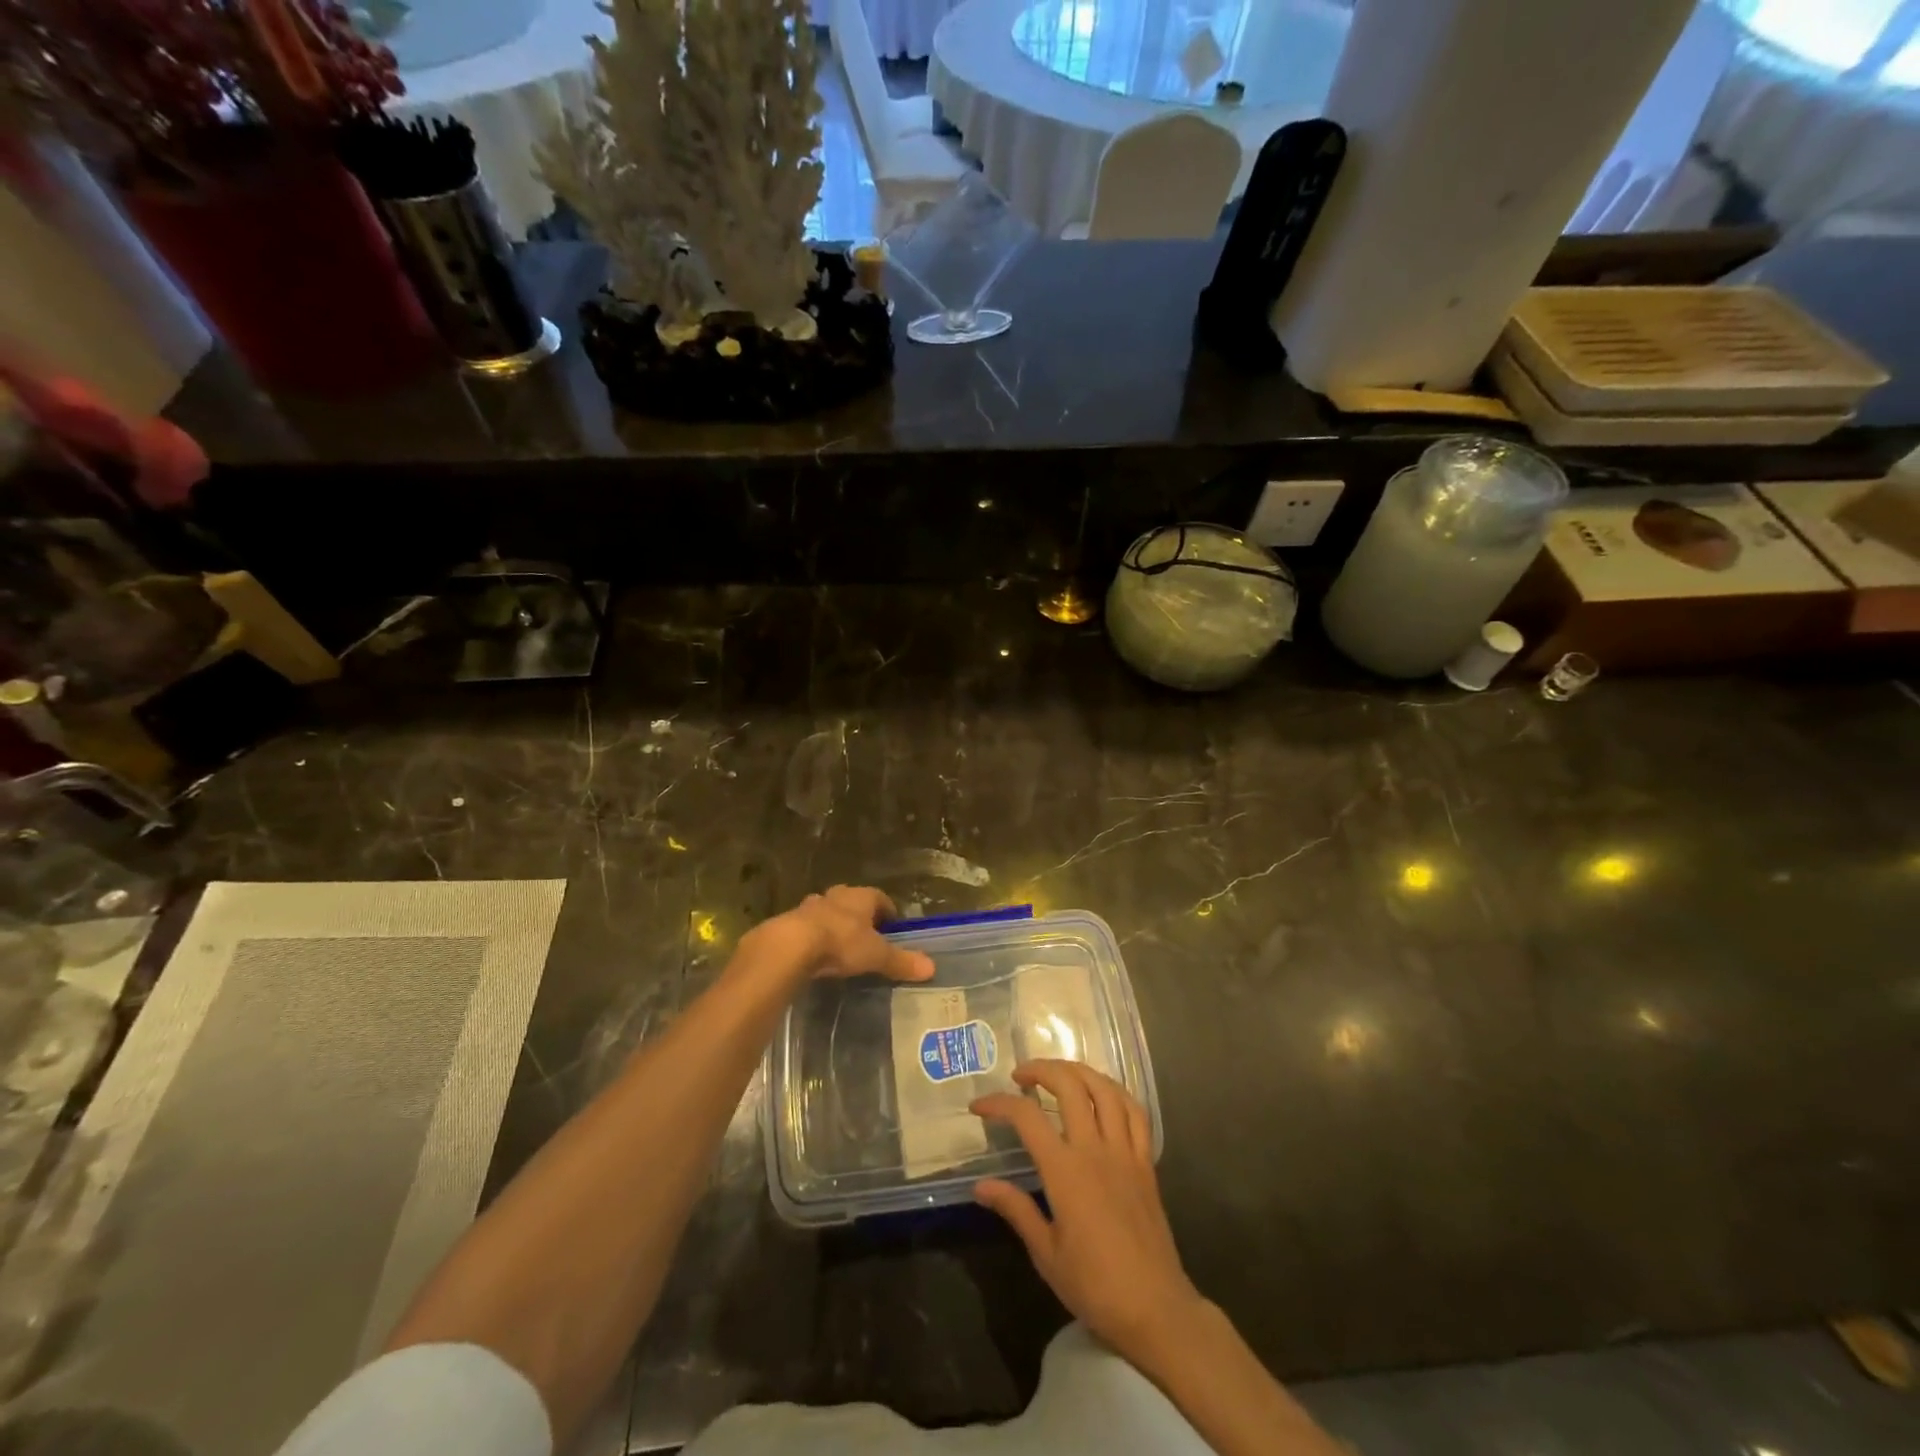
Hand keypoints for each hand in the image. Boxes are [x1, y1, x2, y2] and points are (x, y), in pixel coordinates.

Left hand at [743, 885, 934, 984]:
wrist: (791, 945)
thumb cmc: (841, 942)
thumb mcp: (876, 955)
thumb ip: (901, 961)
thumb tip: (931, 967)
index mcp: (861, 897)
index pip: (880, 898)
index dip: (887, 912)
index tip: (891, 928)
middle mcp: (836, 896)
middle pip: (851, 902)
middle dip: (858, 916)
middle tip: (865, 937)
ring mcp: (810, 906)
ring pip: (827, 911)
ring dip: (833, 924)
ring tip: (839, 946)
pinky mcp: (789, 922)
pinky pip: (806, 927)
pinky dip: (812, 937)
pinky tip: (814, 955)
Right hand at [971, 1060, 1205, 1369]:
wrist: (1155, 1310)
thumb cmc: (1094, 1286)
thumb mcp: (1045, 1253)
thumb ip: (1015, 1209)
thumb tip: (980, 1185)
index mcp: (1065, 1171)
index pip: (1026, 1117)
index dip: (999, 1104)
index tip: (979, 1106)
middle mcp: (1095, 1150)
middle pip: (1069, 1086)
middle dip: (1041, 1070)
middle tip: (1020, 1075)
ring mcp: (1125, 1152)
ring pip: (1104, 1089)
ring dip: (1078, 1070)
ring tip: (1058, 1073)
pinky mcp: (1146, 1162)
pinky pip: (1135, 1112)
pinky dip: (1116, 1092)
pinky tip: (1102, 1093)